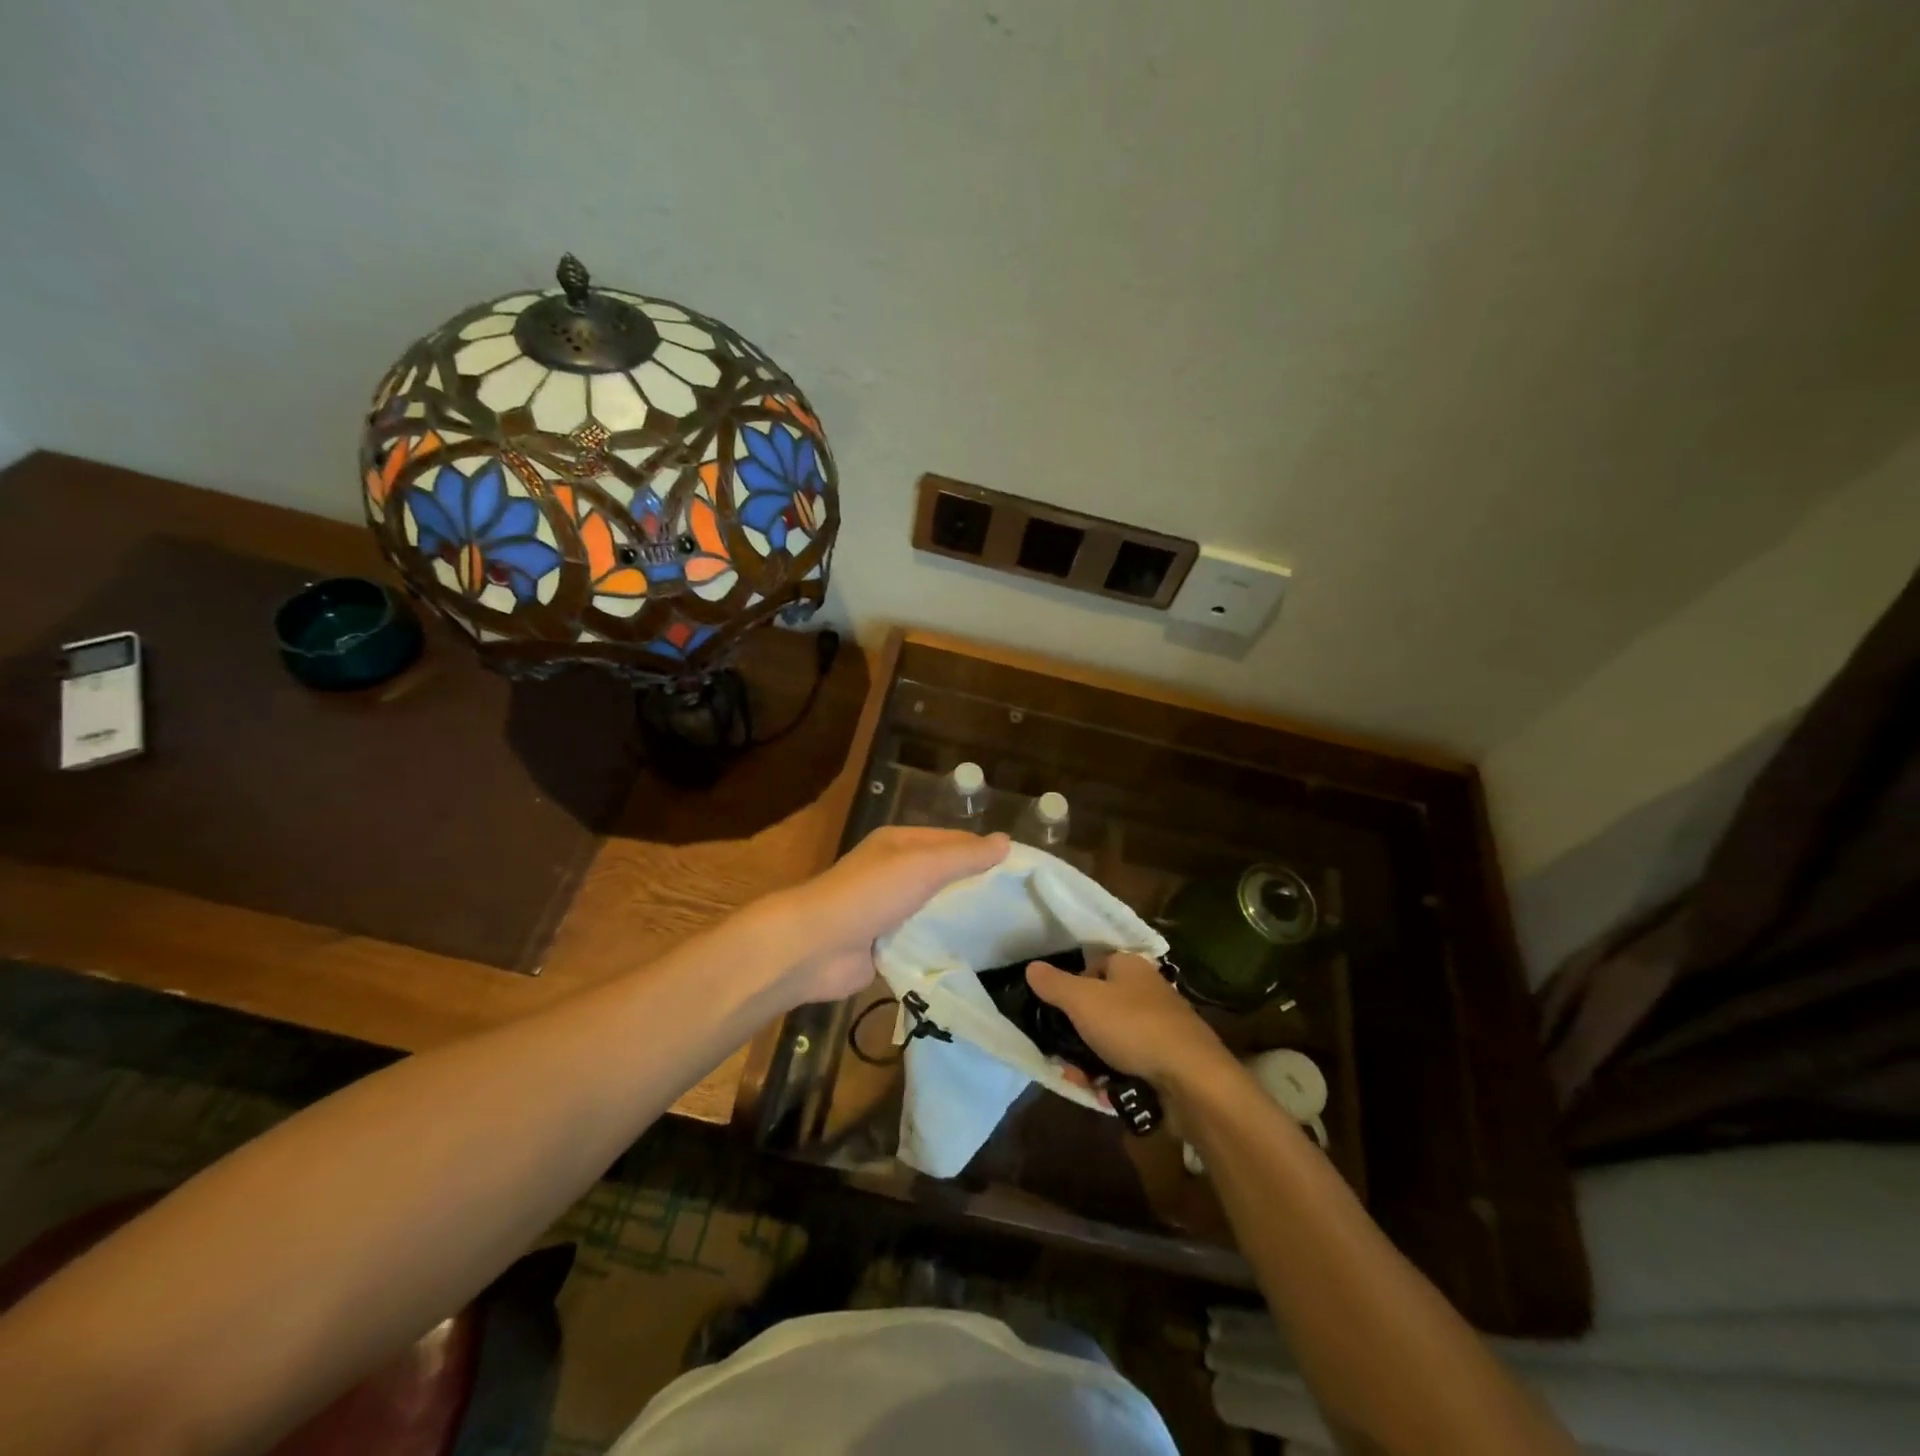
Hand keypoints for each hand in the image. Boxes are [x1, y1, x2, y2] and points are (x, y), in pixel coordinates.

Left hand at [772, 828, 1009, 1004]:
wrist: (815, 947)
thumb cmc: (871, 894)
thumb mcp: (922, 866)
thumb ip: (964, 857)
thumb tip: (1006, 842)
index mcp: (900, 843)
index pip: (952, 841)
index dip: (984, 852)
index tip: (1021, 872)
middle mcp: (894, 871)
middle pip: (944, 875)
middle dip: (976, 887)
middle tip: (1020, 906)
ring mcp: (888, 909)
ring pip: (934, 909)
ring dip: (960, 919)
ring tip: (1006, 933)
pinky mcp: (884, 944)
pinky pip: (922, 940)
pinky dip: (941, 945)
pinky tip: (973, 956)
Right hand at [1026, 952, 1235, 1089]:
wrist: (1192, 1079)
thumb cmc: (1133, 1027)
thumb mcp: (1083, 1001)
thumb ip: (1054, 984)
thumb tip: (1031, 967)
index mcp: (1130, 966)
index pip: (1093, 966)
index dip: (1071, 986)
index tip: (1055, 1011)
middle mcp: (1147, 990)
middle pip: (1100, 1007)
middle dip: (1076, 1034)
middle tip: (1061, 1056)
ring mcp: (1160, 1026)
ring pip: (1112, 1040)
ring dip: (1090, 1061)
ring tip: (1079, 1080)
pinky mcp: (1168, 1060)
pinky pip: (1130, 1064)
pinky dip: (1114, 1077)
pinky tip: (1104, 1094)